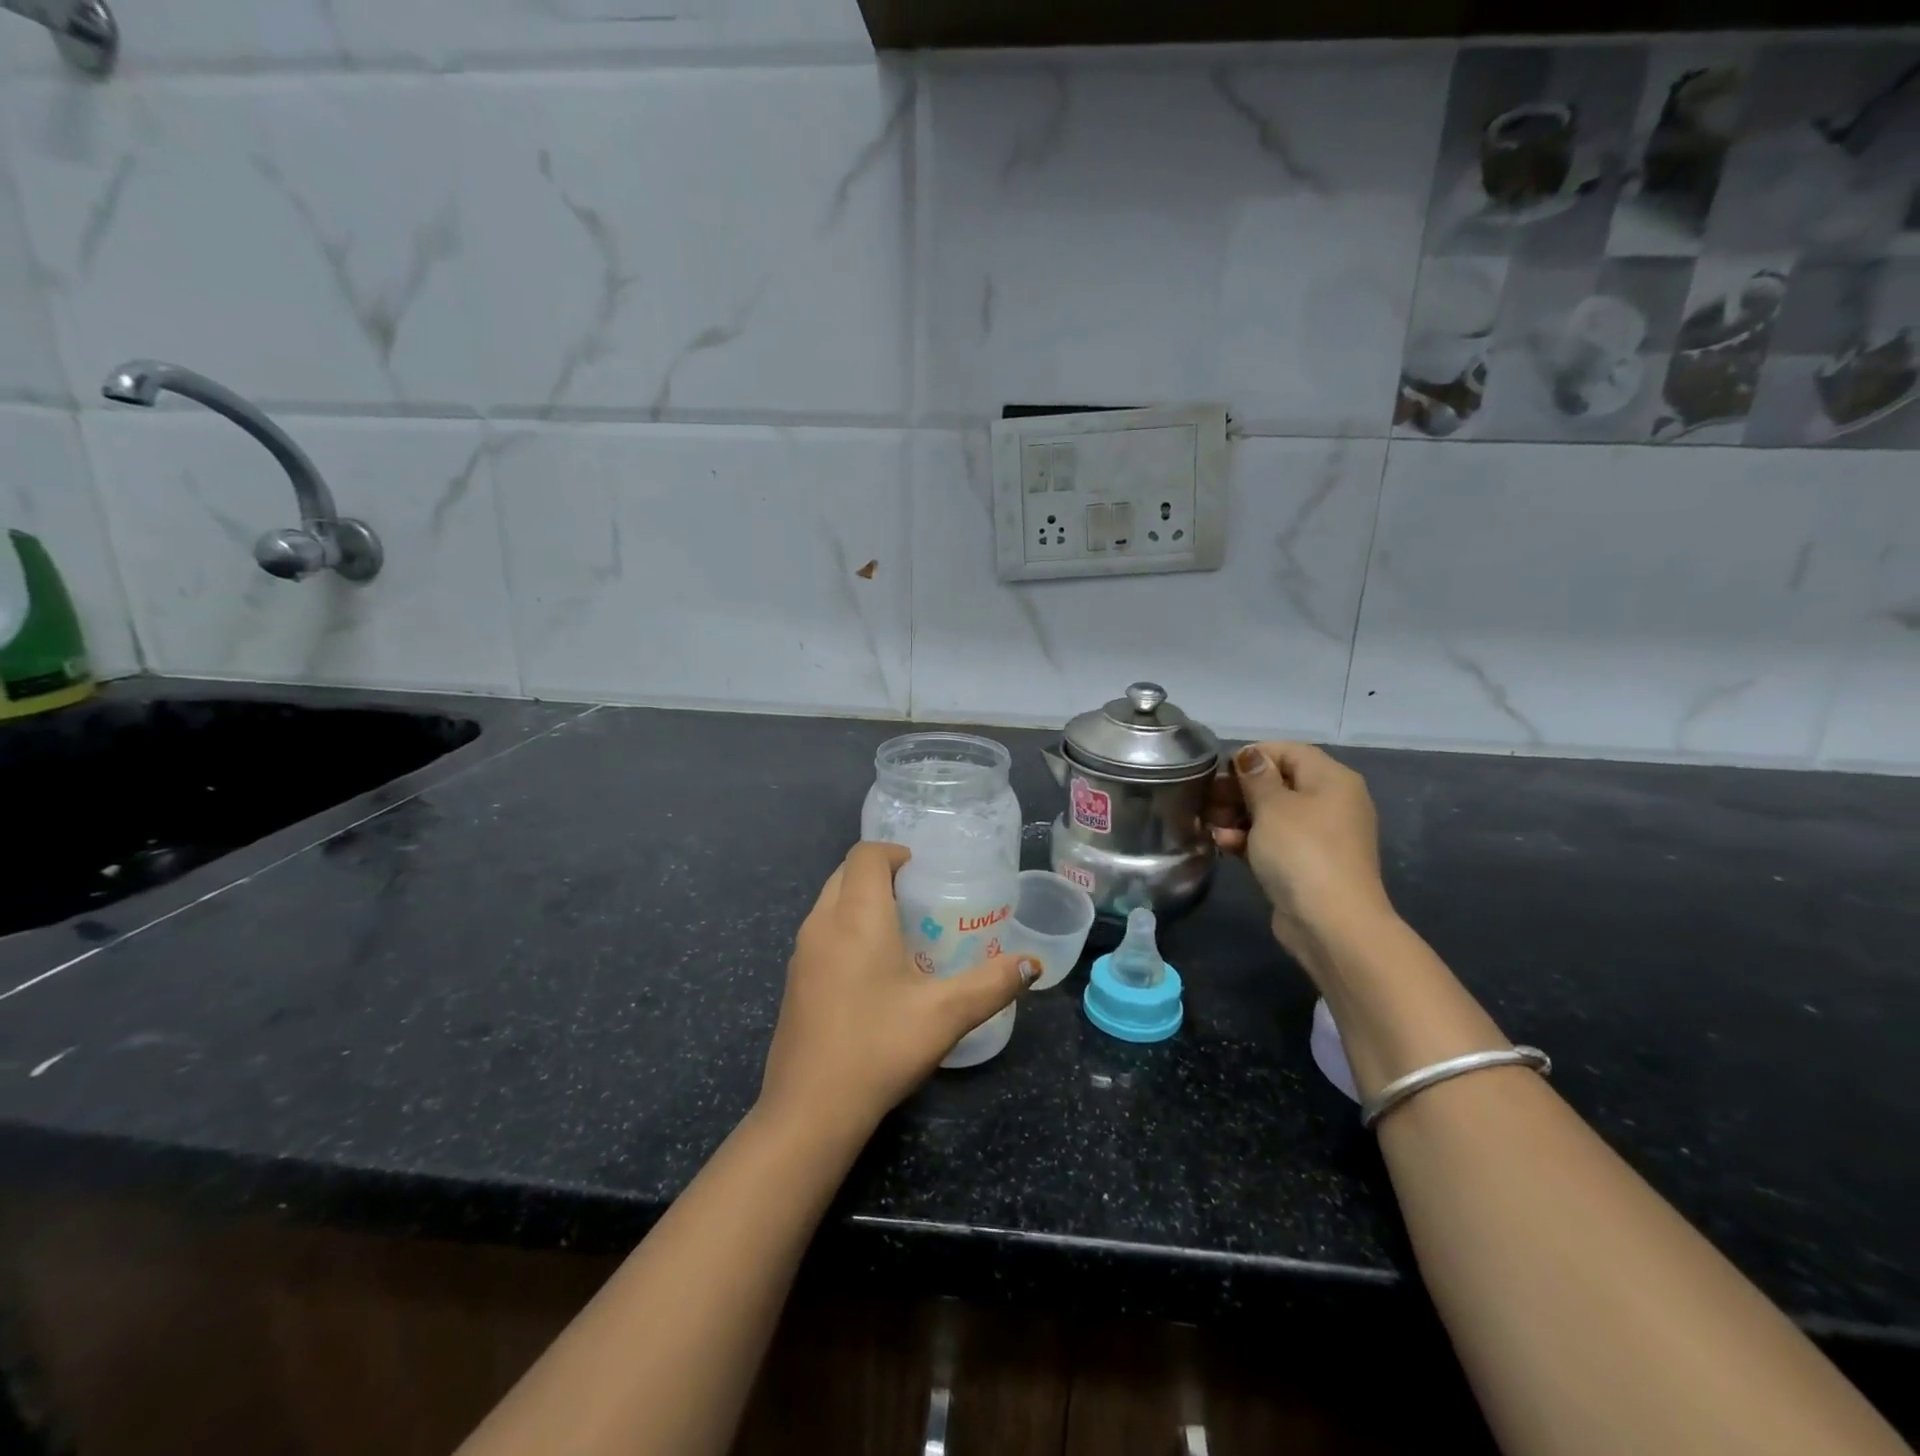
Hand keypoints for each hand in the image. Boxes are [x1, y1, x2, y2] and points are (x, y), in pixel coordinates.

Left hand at [759, 842, 1030, 1143]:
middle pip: (846, 873)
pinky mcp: (793, 980)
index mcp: (856, 916)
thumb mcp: (946, 1015)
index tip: (925, 874)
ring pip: (831, 903)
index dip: (895, 853)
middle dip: (881, 874)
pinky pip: (821, 932)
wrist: (808, 1110)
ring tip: (902, 932)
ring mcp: (801, 953)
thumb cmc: (878, 1048)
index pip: (865, 854)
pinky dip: (846, 929)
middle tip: (920, 900)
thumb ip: (992, 984)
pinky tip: (874, 971)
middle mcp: (821, 923)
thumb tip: (1032, 964)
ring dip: (861, 902)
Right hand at [1207, 742, 1393, 962]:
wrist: (1331, 922)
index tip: (1219, 771)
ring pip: (1272, 814)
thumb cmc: (1301, 851)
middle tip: (1207, 800)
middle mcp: (1331, 802)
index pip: (1287, 751)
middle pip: (1278, 782)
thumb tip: (1250, 756)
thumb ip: (1255, 776)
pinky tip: (1225, 846)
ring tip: (1212, 827)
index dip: (1251, 756)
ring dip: (1238, 817)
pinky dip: (1250, 840)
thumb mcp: (1272, 806)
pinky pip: (1275, 841)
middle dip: (1239, 790)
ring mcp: (1320, 835)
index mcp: (1331, 779)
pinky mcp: (1307, 863)